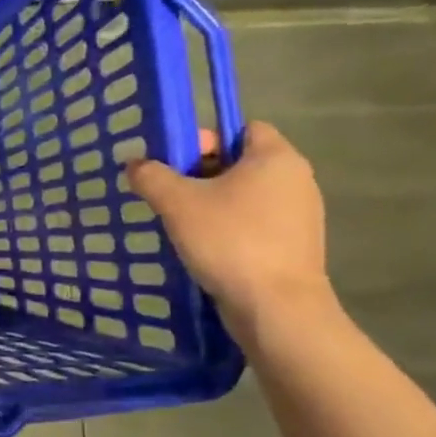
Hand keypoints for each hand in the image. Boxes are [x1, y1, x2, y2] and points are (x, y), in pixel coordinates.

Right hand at [128, 122, 330, 333]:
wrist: (276, 308)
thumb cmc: (230, 241)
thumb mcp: (177, 203)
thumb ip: (151, 176)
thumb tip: (135, 163)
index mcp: (276, 157)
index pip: (241, 128)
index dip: (205, 139)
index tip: (175, 164)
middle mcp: (296, 180)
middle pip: (241, 162)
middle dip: (201, 174)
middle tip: (169, 195)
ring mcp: (300, 215)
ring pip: (246, 196)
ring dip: (213, 204)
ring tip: (182, 225)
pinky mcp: (295, 246)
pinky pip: (255, 224)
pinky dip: (230, 229)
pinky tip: (205, 249)